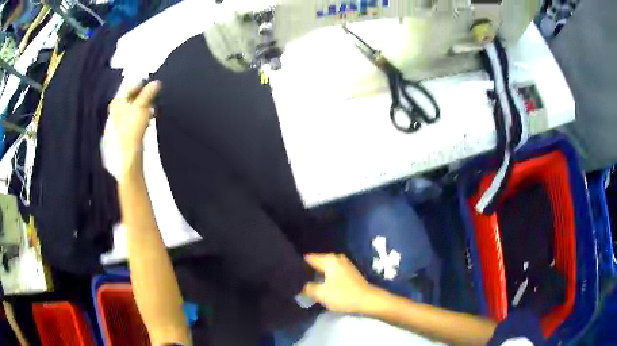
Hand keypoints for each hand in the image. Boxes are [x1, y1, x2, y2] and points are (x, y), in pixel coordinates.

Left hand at [107, 81, 160, 177]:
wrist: (127, 159)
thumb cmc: (131, 131)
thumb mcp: (141, 108)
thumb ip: (148, 94)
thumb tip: (156, 82)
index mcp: (116, 104)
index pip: (129, 88)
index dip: (141, 84)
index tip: (153, 83)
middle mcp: (115, 113)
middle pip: (131, 99)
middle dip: (143, 96)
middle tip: (154, 94)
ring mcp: (119, 125)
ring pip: (133, 110)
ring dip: (144, 107)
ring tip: (154, 107)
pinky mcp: (125, 135)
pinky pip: (135, 121)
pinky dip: (142, 118)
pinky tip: (149, 121)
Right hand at [303, 253, 375, 313]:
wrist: (367, 300)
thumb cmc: (343, 295)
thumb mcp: (321, 293)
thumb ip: (307, 288)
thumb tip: (301, 285)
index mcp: (329, 259)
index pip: (308, 258)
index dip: (299, 265)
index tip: (291, 273)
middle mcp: (336, 257)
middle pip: (317, 262)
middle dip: (308, 270)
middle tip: (298, 280)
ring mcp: (344, 264)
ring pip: (325, 267)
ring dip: (317, 274)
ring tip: (307, 283)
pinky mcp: (349, 271)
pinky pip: (332, 271)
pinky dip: (326, 276)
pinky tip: (321, 284)